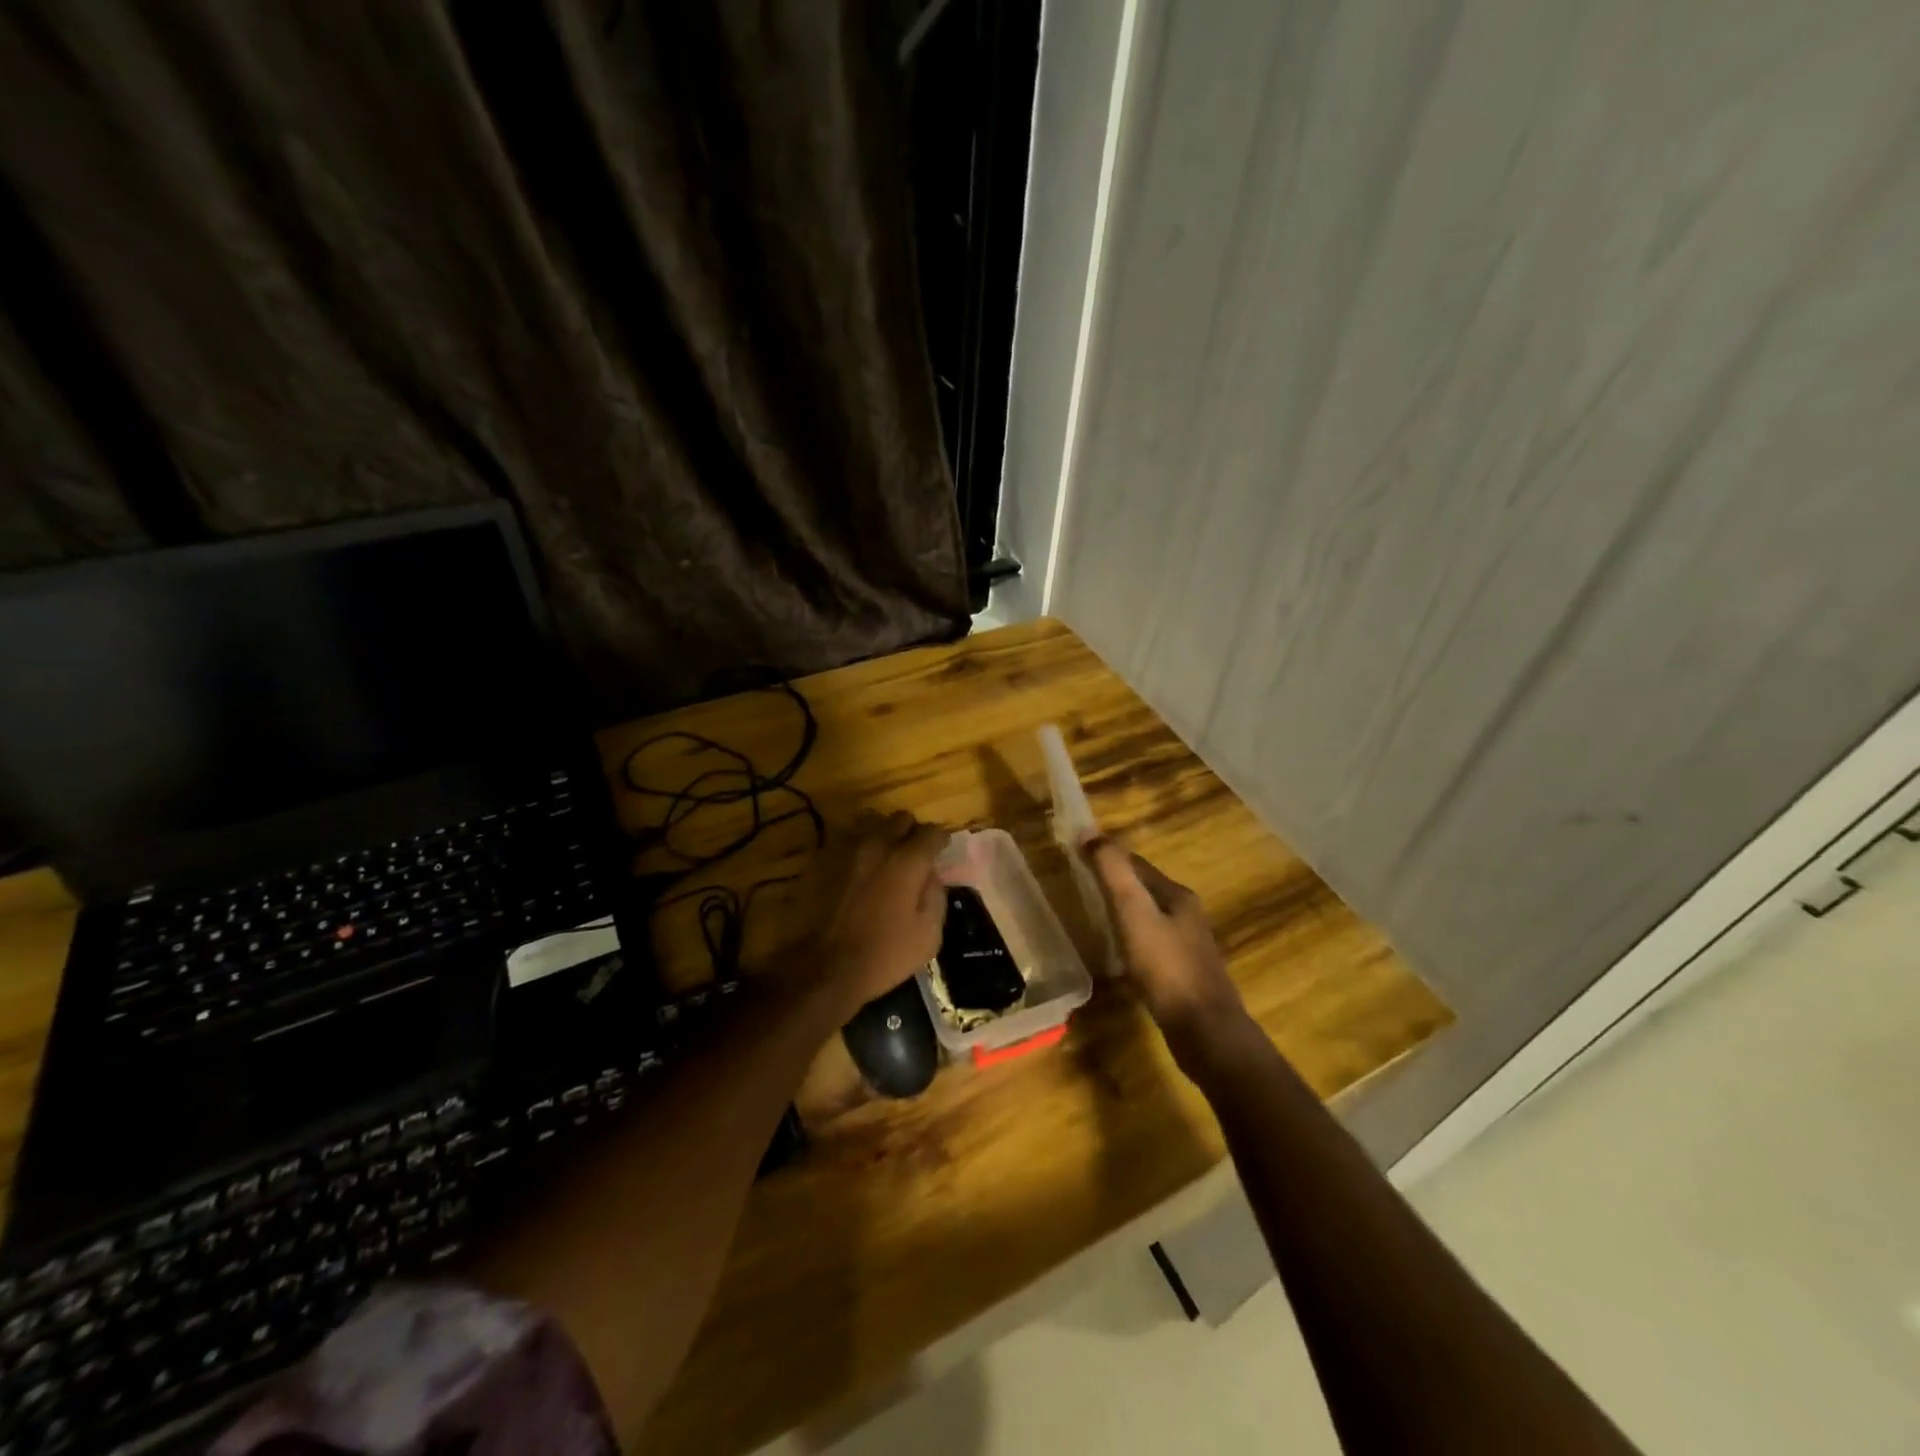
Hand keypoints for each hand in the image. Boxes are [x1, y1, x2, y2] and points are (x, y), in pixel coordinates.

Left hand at [812, 811, 947, 1021]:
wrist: (823, 968)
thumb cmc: (883, 955)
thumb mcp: (928, 934)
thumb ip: (936, 895)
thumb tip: (932, 875)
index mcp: (907, 860)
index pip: (932, 831)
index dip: (940, 841)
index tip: (940, 853)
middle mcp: (877, 844)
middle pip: (901, 819)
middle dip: (911, 832)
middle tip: (913, 855)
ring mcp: (846, 849)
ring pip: (872, 825)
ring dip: (884, 838)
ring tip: (884, 862)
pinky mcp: (822, 859)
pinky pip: (848, 842)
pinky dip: (859, 851)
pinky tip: (858, 874)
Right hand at [1081, 836, 1247, 1049]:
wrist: (1206, 1032)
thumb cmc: (1167, 968)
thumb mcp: (1134, 914)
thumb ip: (1114, 873)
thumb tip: (1089, 831)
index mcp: (1177, 896)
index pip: (1137, 864)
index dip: (1108, 856)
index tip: (1078, 855)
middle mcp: (1187, 916)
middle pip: (1145, 889)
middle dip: (1116, 883)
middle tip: (1081, 885)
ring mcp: (1188, 947)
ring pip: (1149, 918)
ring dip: (1124, 912)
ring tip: (1095, 916)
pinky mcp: (1184, 975)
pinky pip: (1152, 945)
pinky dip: (1132, 940)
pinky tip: (1118, 956)